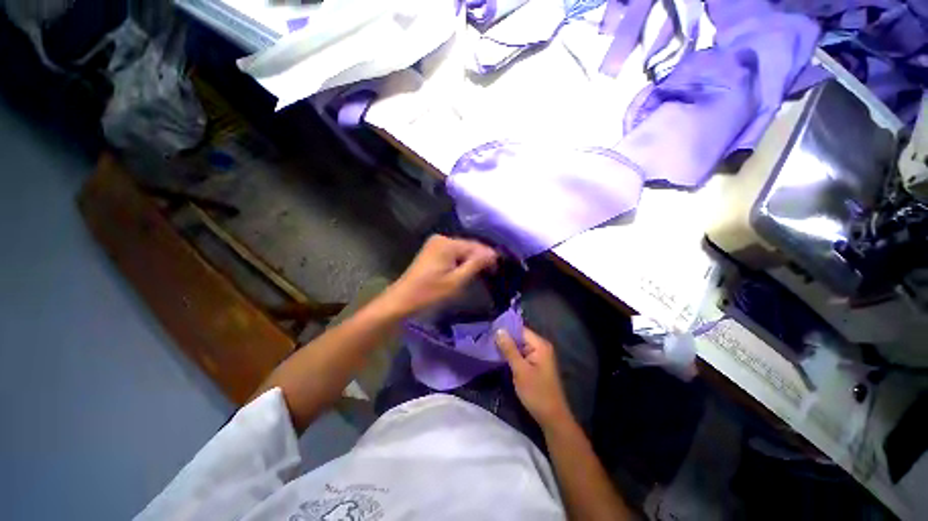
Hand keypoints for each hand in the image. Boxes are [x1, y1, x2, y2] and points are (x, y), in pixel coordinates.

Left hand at [381, 235, 497, 317]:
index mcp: (447, 243)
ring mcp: (435, 244)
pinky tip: (467, 270)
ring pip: (461, 250)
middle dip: (480, 258)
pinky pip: (452, 253)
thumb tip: (493, 254)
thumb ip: (476, 265)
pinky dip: (461, 261)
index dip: (489, 257)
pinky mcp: (432, 251)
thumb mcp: (456, 281)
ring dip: (471, 260)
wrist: (402, 300)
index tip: (498, 269)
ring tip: (482, 272)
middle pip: (468, 246)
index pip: (475, 246)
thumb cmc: (430, 293)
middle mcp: (441, 239)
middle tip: (492, 272)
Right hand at [497, 327, 572, 427]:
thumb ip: (509, 349)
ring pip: (519, 346)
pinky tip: (500, 356)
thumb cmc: (537, 393)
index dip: (505, 329)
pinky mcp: (536, 364)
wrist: (552, 417)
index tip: (489, 330)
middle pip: (520, 337)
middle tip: (486, 339)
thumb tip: (499, 330)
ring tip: (489, 345)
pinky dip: (512, 355)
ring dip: (507, 347)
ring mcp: (539, 356)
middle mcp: (541, 346)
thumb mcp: (520, 370)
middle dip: (505, 338)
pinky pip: (522, 354)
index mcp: (540, 344)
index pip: (520, 329)